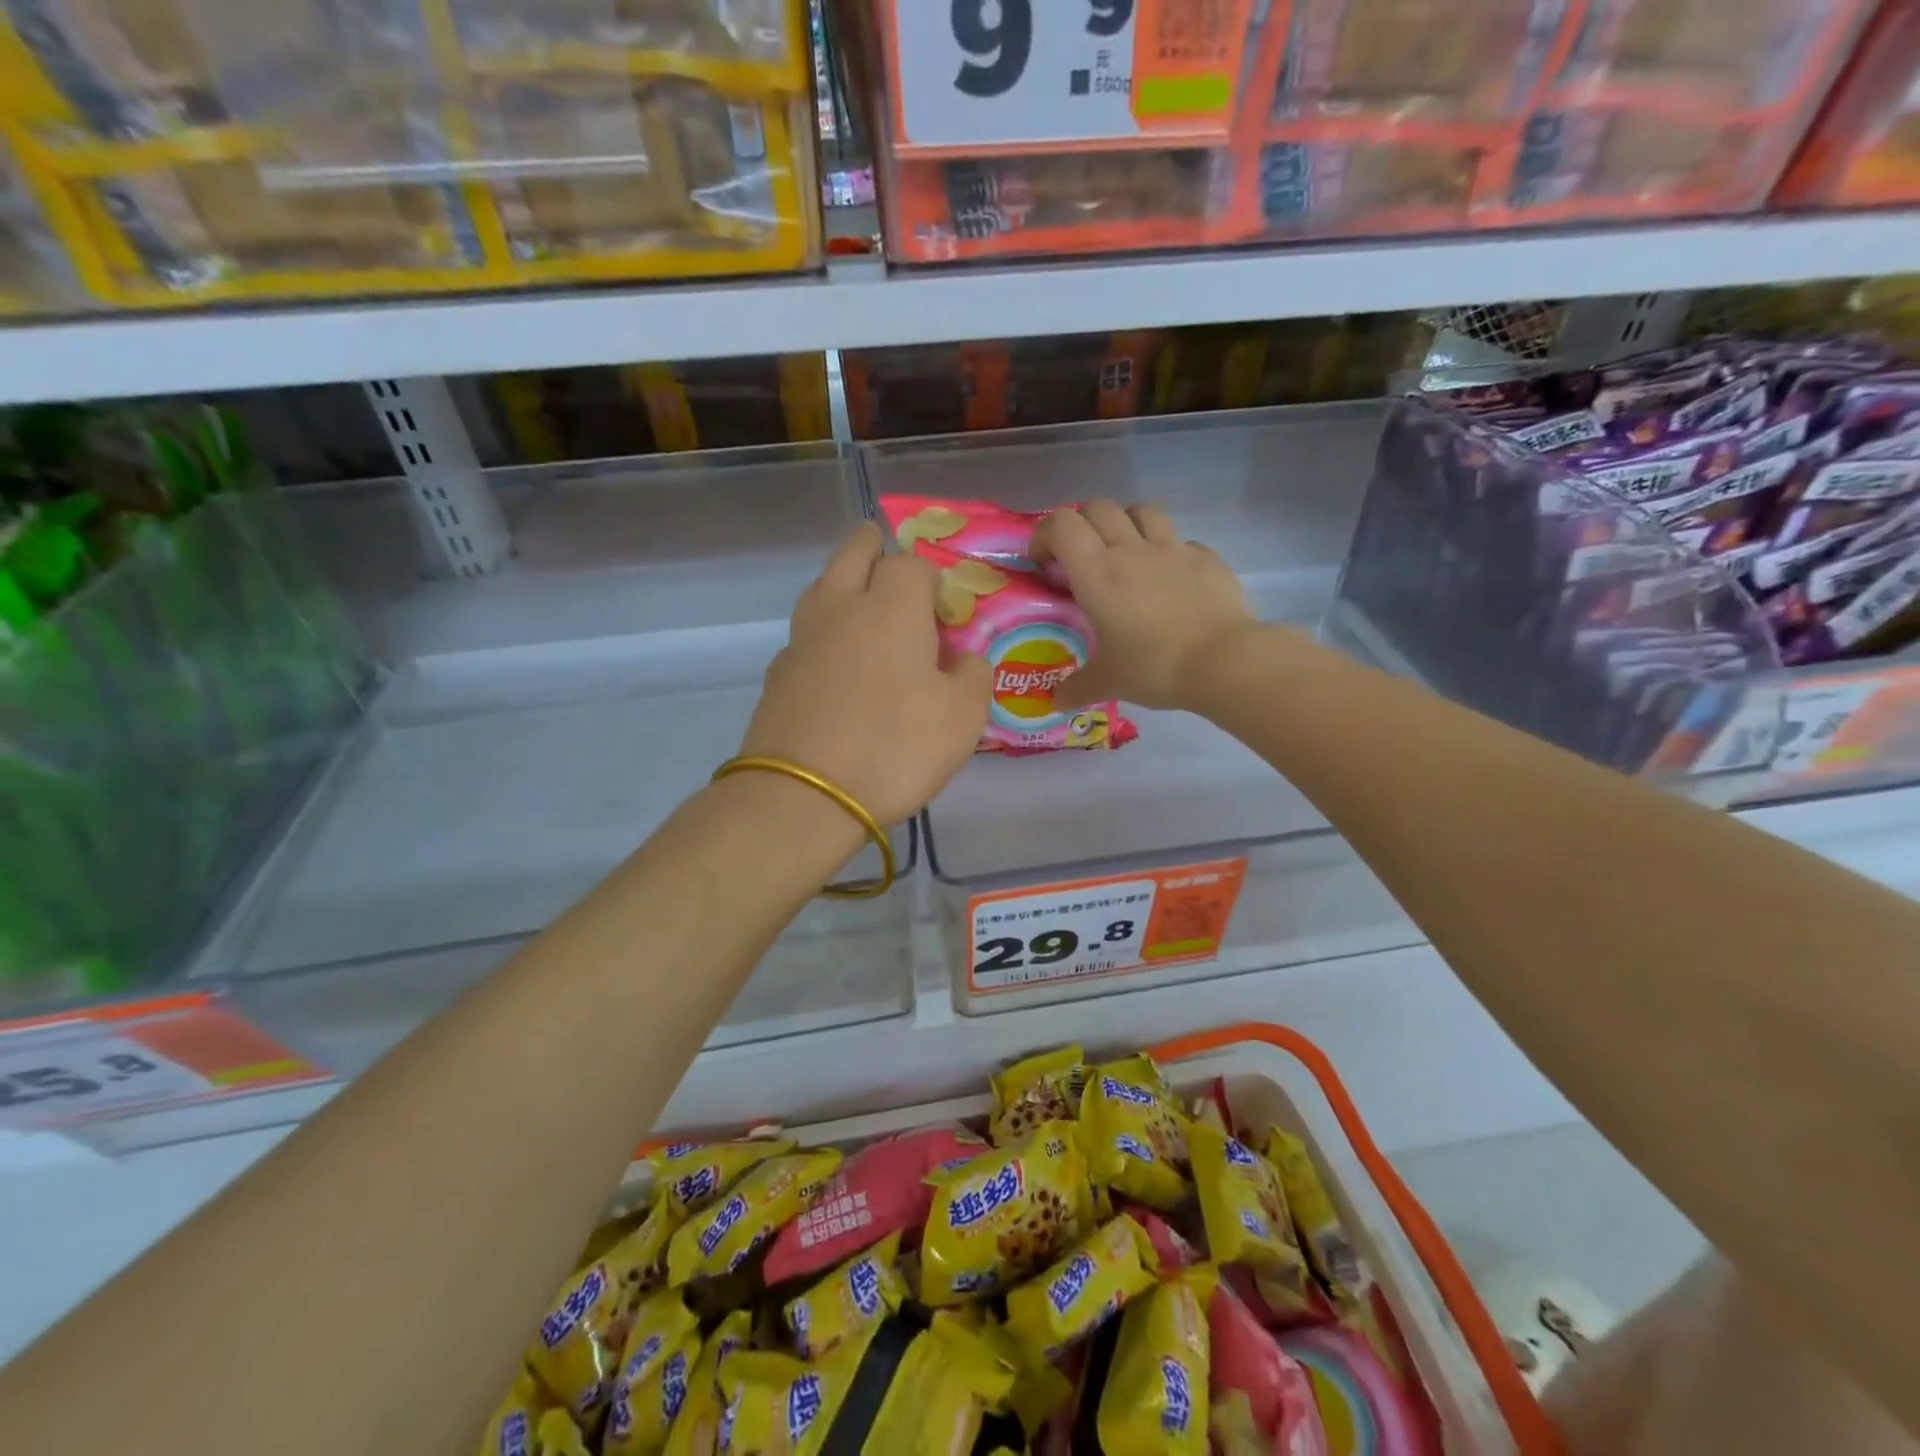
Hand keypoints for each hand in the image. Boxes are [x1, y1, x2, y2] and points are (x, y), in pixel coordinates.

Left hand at [738, 522, 990, 824]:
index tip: (944, 607)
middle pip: (852, 554)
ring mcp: (802, 639)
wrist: (805, 795)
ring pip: (820, 587)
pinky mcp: (778, 674)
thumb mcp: (963, 717)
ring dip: (840, 581)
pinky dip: (822, 631)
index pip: (910, 563)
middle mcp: (842, 608)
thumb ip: (972, 675)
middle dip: (871, 546)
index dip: (931, 577)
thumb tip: (962, 659)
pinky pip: (804, 634)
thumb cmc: (896, 747)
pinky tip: (833, 659)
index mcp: (892, 606)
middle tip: (882, 548)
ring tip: (857, 598)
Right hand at [1031, 501, 1256, 710]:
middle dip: (1082, 524)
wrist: (1223, 662)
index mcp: (1097, 573)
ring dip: (1125, 523)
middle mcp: (1131, 550)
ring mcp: (1172, 549)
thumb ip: (1077, 687)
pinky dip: (1167, 550)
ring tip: (1124, 553)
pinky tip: (1169, 578)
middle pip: (1098, 507)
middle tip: (1080, 556)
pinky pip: (1180, 540)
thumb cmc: (1154, 666)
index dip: (1045, 534)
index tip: (1043, 561)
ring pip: (1141, 511)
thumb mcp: (1108, 682)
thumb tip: (1056, 701)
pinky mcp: (1206, 558)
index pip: (1062, 525)